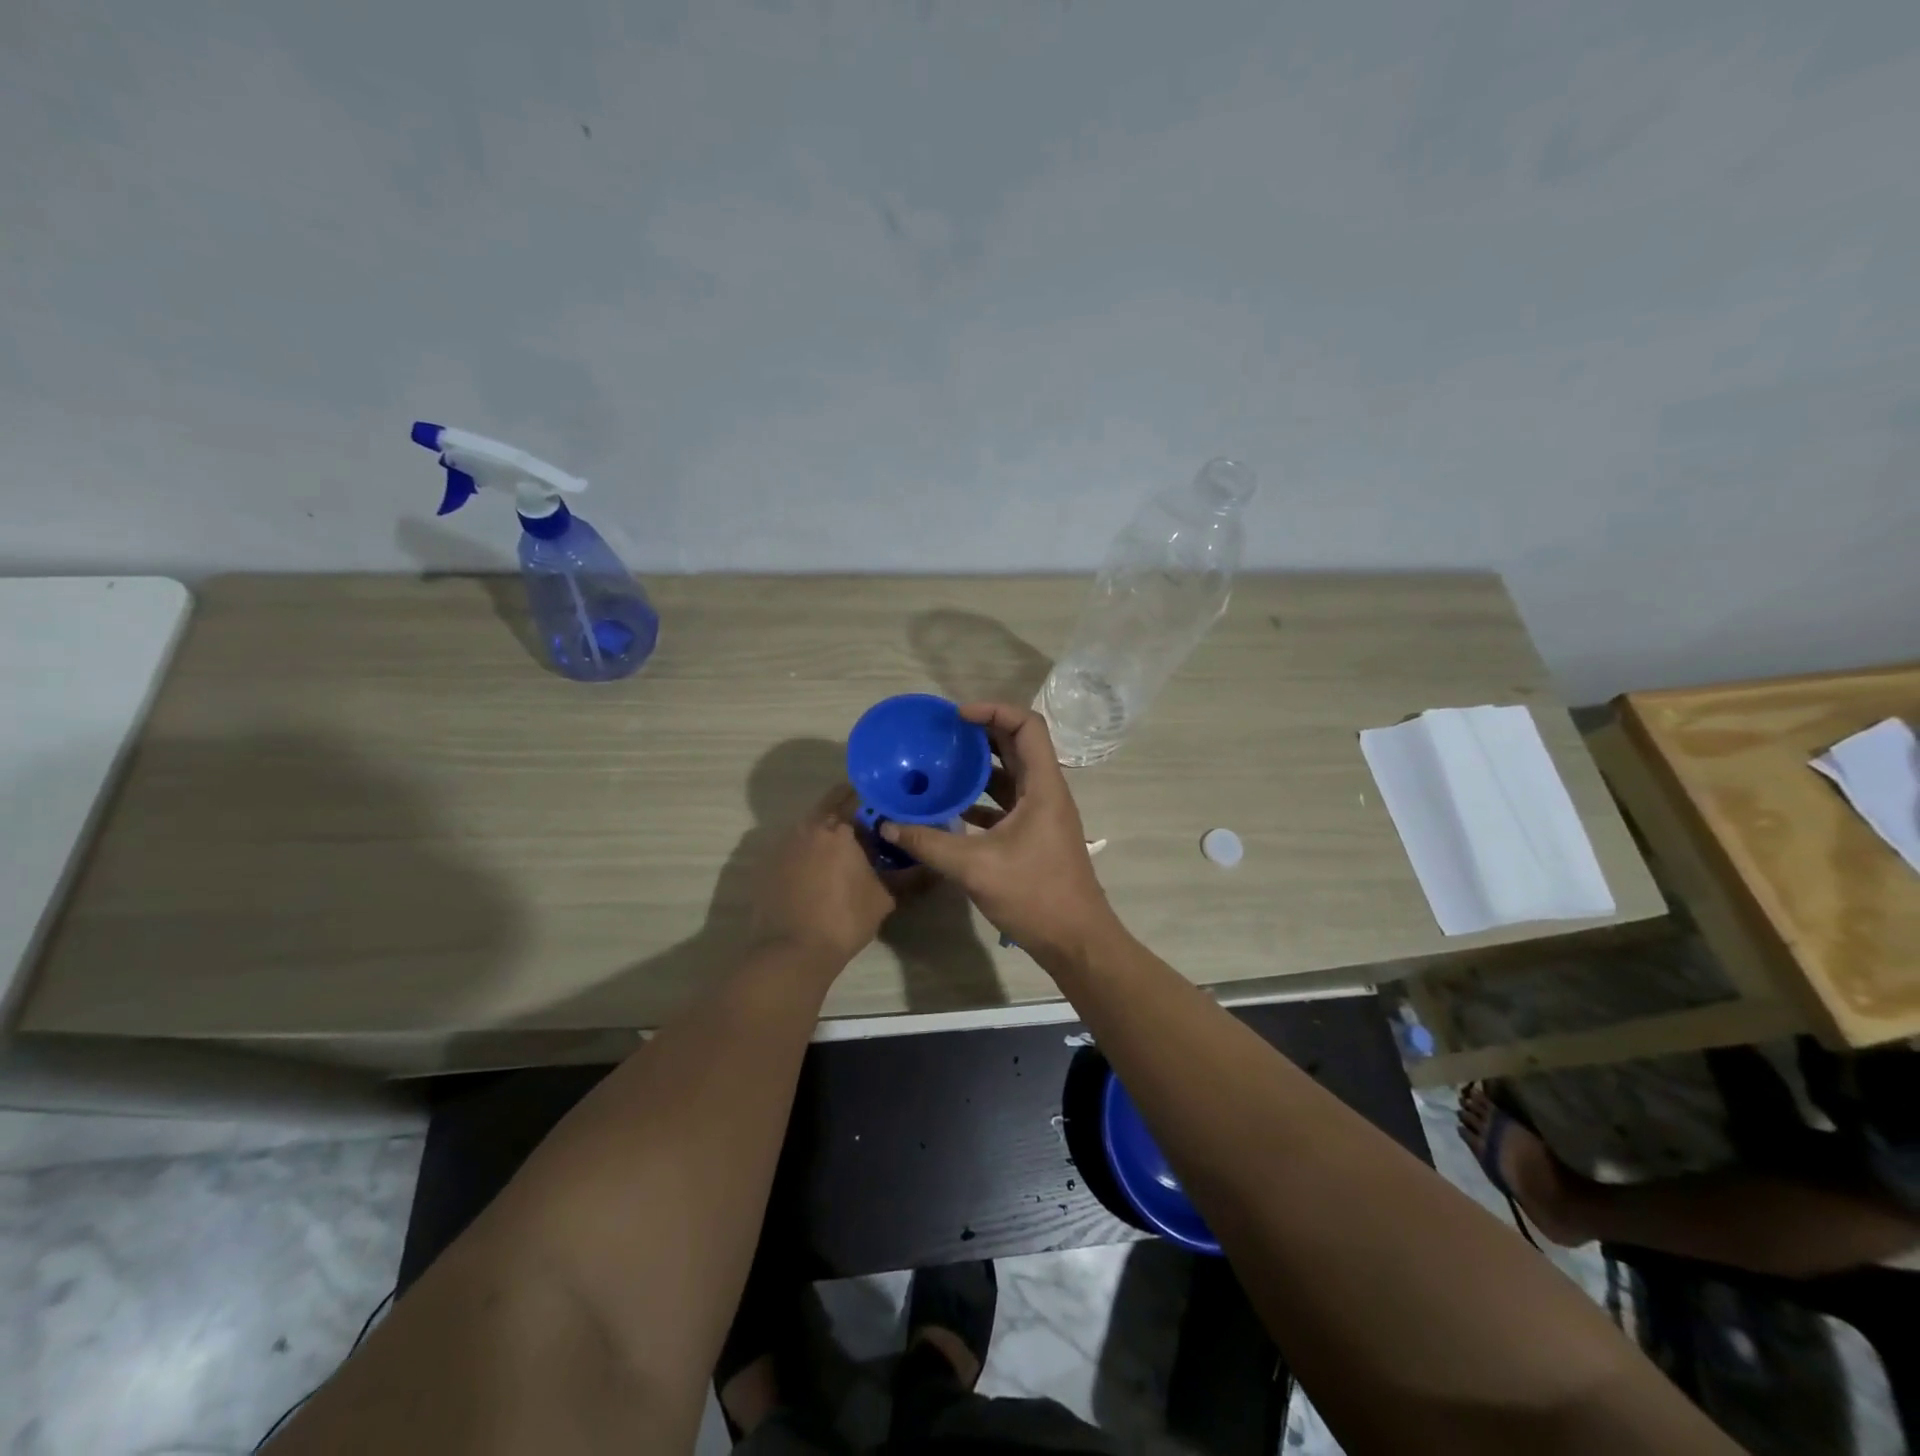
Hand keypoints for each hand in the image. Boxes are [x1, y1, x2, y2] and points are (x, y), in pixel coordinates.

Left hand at [751, 785, 901, 967]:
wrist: (792, 951)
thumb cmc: (845, 919)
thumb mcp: (884, 897)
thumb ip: (906, 875)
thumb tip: (927, 865)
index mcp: (838, 829)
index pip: (855, 796)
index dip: (871, 799)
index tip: (883, 808)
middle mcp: (808, 827)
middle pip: (829, 806)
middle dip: (847, 811)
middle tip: (866, 828)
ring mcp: (783, 845)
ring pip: (809, 826)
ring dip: (825, 832)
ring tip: (842, 852)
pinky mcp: (767, 864)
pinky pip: (793, 847)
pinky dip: (806, 851)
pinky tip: (817, 872)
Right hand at [879, 703, 1121, 969]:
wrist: (1075, 940)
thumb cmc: (1034, 895)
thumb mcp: (975, 867)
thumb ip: (929, 843)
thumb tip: (888, 824)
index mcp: (1042, 787)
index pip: (1027, 726)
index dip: (994, 710)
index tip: (957, 716)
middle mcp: (1046, 792)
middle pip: (1018, 745)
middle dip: (982, 733)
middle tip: (944, 733)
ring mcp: (1042, 814)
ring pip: (1012, 774)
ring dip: (981, 765)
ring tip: (942, 762)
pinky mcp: (1034, 835)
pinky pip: (1007, 802)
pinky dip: (981, 798)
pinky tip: (951, 808)